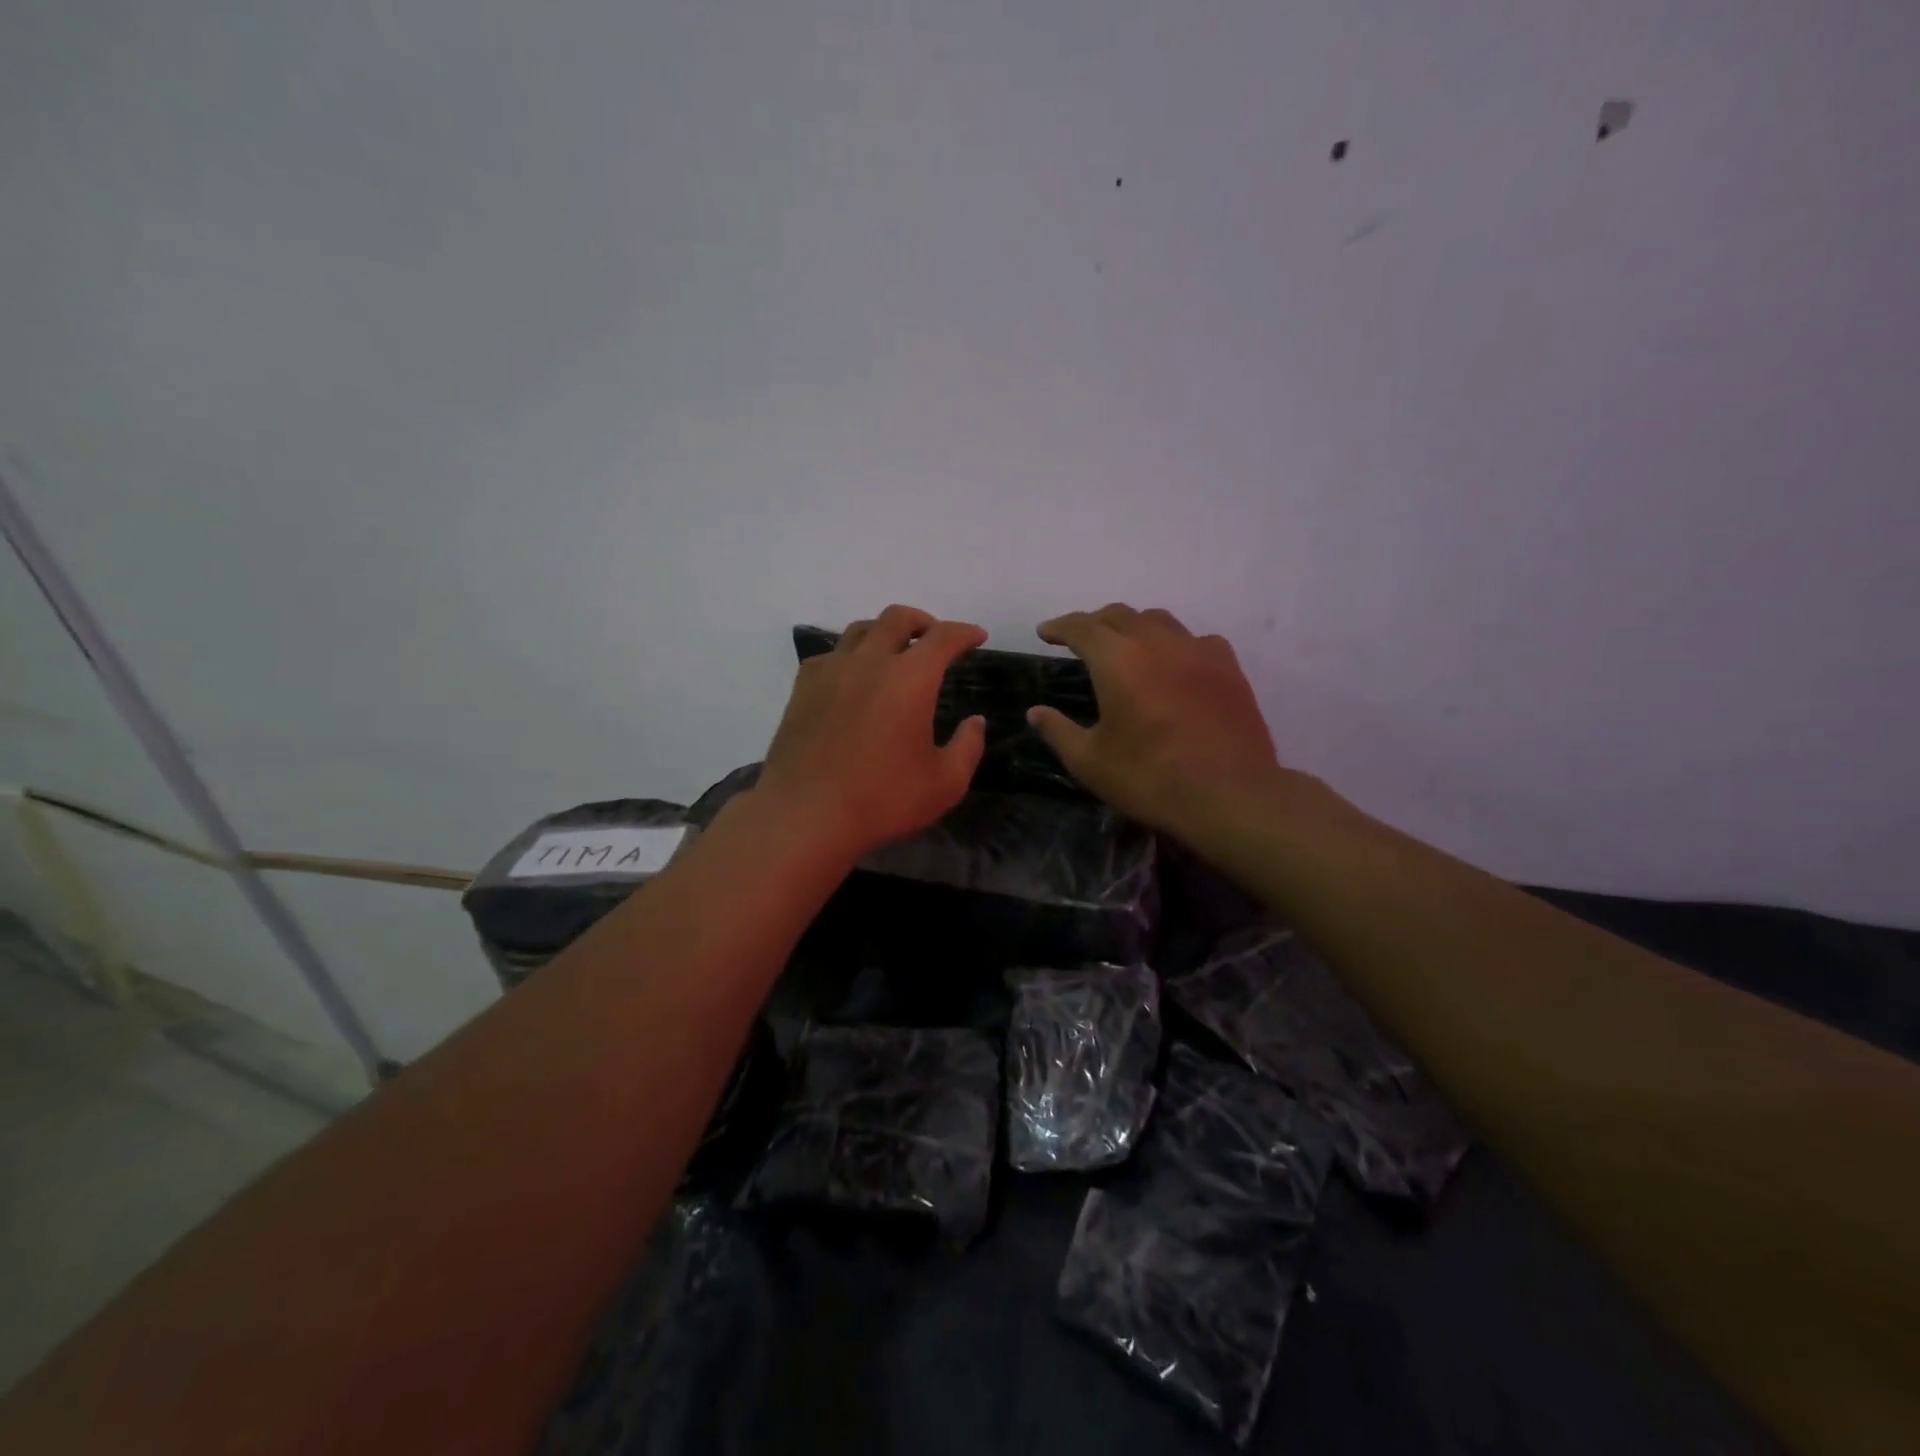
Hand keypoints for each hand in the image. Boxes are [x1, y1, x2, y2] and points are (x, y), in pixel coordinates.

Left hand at [756, 605, 988, 857]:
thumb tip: (975, 722)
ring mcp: (831, 672)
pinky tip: (852, 678)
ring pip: (860, 630)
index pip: (943, 637)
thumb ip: (968, 747)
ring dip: (884, 633)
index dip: (965, 632)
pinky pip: (830, 655)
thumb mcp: (945, 783)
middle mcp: (870, 662)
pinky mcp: (803, 688)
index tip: (977, 637)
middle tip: (934, 638)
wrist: (806, 814)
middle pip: (897, 618)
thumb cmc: (883, 800)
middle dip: (923, 621)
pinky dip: (850, 656)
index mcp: (910, 679)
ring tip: (893, 653)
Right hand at [1027, 604, 1281, 836]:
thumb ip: (1058, 731)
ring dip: (1133, 626)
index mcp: (1118, 660)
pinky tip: (1174, 664)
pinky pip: (1195, 639)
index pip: (1082, 627)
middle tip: (1079, 640)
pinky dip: (1174, 643)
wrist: (1230, 796)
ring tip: (1124, 646)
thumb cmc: (1150, 779)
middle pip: (1119, 615)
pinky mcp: (1228, 667)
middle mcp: (1157, 642)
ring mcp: (1198, 651)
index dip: (1060, 626)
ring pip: (1159, 620)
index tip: (1045, 633)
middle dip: (1094, 623)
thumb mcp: (1090, 762)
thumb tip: (1035, 712)